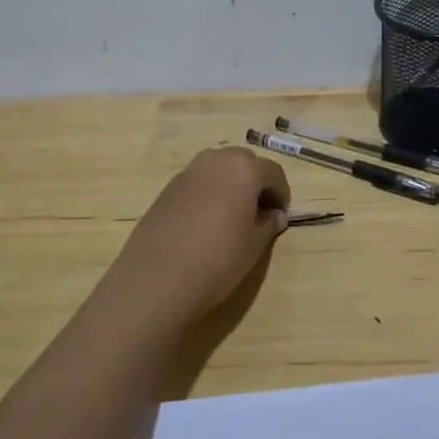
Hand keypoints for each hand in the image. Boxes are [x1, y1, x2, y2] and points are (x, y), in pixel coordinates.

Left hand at [109, 147, 291, 324]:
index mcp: (244, 168)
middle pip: (244, 163)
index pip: (274, 172)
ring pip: (218, 169)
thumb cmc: (218, 258)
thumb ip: (268, 223)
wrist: (157, 278)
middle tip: (258, 212)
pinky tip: (206, 223)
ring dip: (230, 185)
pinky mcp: (167, 188)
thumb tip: (274, 214)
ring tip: (232, 216)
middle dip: (255, 182)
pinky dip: (208, 193)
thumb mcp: (254, 244)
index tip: (281, 217)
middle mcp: (216, 160)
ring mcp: (187, 172)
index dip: (282, 194)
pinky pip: (198, 183)